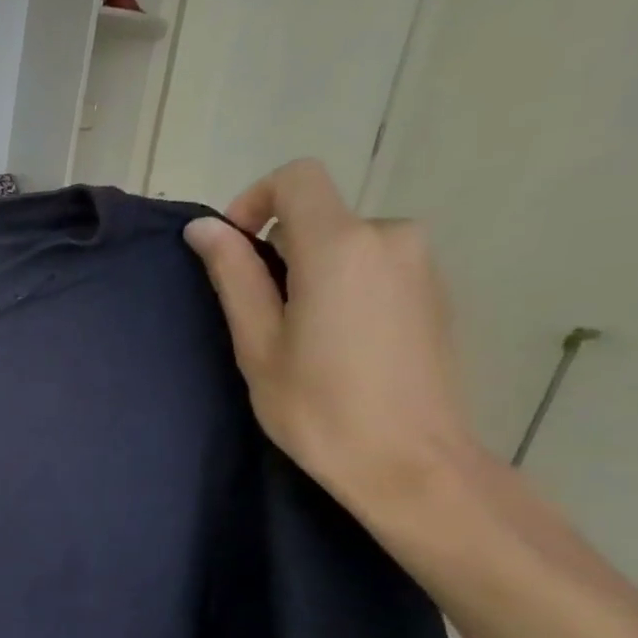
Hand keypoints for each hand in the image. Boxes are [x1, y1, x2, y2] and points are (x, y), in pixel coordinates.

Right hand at [182, 159, 486, 520]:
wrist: (407, 459)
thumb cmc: (316, 406)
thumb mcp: (258, 343)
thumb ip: (233, 276)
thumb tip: (203, 228)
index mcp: (340, 245)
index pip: (296, 178)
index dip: (253, 201)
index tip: (231, 252)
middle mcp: (390, 236)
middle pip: (318, 217)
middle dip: (278, 253)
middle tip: (259, 321)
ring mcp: (420, 262)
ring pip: (345, 244)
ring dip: (310, 273)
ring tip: (298, 340)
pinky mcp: (433, 289)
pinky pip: (374, 266)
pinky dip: (343, 287)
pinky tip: (336, 345)